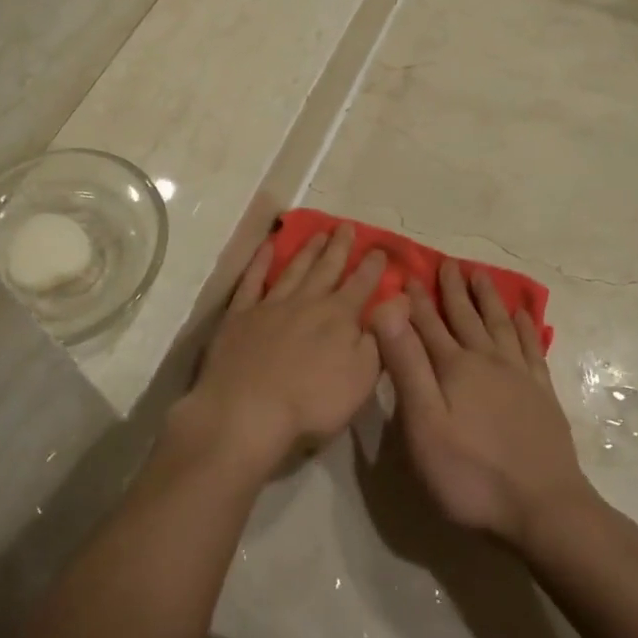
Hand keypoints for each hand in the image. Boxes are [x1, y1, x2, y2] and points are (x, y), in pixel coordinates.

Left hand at [179, 226, 386, 478]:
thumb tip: (397, 302)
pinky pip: (252, 281)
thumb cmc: (312, 403)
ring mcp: (271, 305)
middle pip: (327, 268)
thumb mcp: (361, 377)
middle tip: (347, 226)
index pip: (362, 284)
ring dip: (308, 250)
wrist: (247, 411)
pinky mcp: (240, 315)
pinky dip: (260, 262)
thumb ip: (379, 337)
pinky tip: (267, 247)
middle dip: (340, 247)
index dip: (373, 266)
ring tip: (318, 232)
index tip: (381, 248)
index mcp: (339, 317)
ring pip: (294, 269)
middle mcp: (307, 302)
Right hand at [373, 261, 593, 545]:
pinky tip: (523, 316)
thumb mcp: (424, 424)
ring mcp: (520, 375)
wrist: (543, 507)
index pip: (428, 324)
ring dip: (488, 299)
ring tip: (481, 275)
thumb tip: (388, 311)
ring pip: (499, 325)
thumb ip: (407, 365)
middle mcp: (488, 361)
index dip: (416, 300)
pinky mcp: (542, 394)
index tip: (408, 274)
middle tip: (447, 263)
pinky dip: (525, 327)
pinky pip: (532, 348)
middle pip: (466, 317)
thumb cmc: (471, 473)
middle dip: (453, 290)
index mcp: (454, 368)